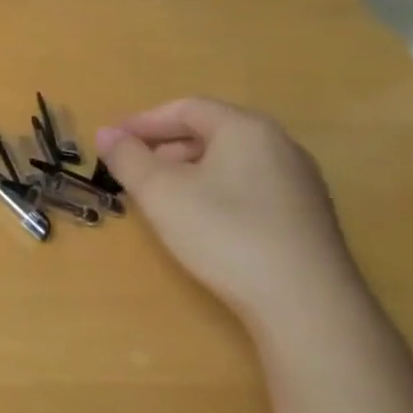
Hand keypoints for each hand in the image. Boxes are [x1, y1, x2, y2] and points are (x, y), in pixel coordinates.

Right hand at [94, 98, 364, 326]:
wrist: (306, 304)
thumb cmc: (225, 234)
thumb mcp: (161, 193)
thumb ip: (128, 158)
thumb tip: (106, 133)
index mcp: (246, 128)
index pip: (185, 108)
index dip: (142, 122)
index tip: (111, 142)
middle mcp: (279, 144)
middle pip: (210, 131)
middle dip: (163, 147)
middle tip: (130, 171)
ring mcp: (298, 181)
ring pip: (229, 161)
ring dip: (187, 171)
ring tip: (159, 199)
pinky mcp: (305, 215)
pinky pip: (248, 185)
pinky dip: (214, 190)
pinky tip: (199, 221)